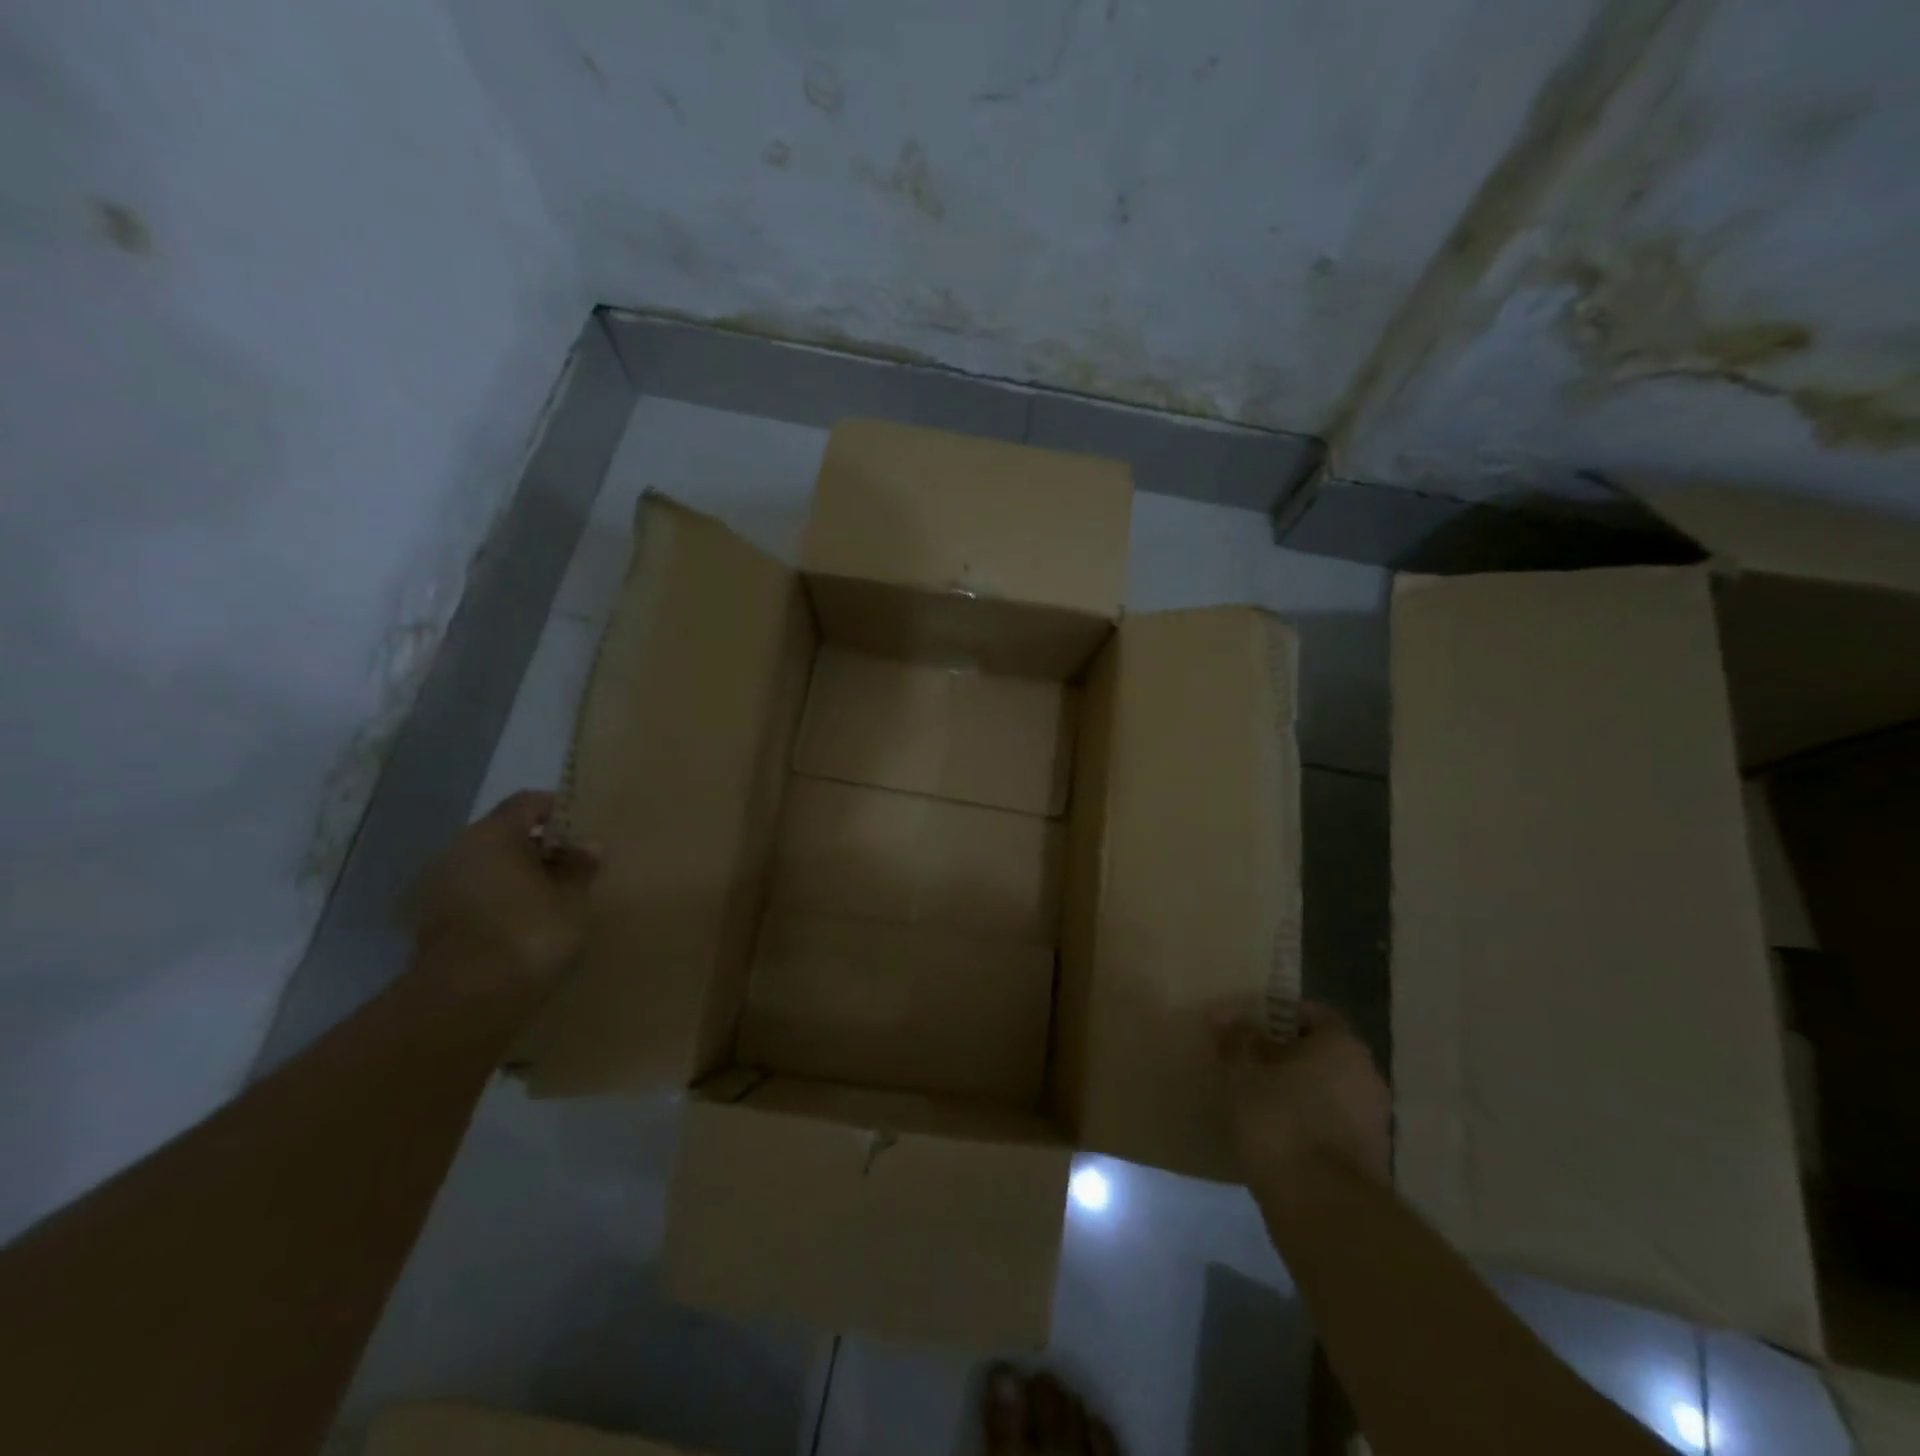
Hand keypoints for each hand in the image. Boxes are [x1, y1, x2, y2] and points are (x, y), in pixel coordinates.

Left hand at [409, 791, 597, 989]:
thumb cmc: (529, 932)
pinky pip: (475, 896)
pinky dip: (499, 901)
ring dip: (518, 877)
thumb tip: (588, 845)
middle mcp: (458, 850)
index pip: (528, 803)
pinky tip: (525, 923)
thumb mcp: (572, 898)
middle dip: (539, 848)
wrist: (466, 999)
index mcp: (493, 834)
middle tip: (574, 867)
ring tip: (553, 898)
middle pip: (504, 835)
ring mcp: (439, 887)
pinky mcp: (432, 922)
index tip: (583, 829)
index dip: (557, 810)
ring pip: (489, 868)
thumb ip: (580, 867)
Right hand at [1216, 1002, 1390, 1189]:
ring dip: (1298, 1091)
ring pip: (1328, 1090)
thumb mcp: (1243, 1072)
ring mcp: (1373, 1120)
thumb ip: (1236, 1039)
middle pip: (1322, 1053)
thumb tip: (1225, 1013)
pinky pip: (1332, 1125)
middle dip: (1286, 1055)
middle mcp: (1367, 1076)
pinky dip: (1307, 1124)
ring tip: (1257, 1100)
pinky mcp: (1369, 1159)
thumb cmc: (1280, 1121)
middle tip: (1248, 1061)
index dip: (1279, 1015)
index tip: (1249, 1026)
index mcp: (1342, 1045)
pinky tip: (1276, 1135)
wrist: (1323, 1208)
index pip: (1313, 1014)